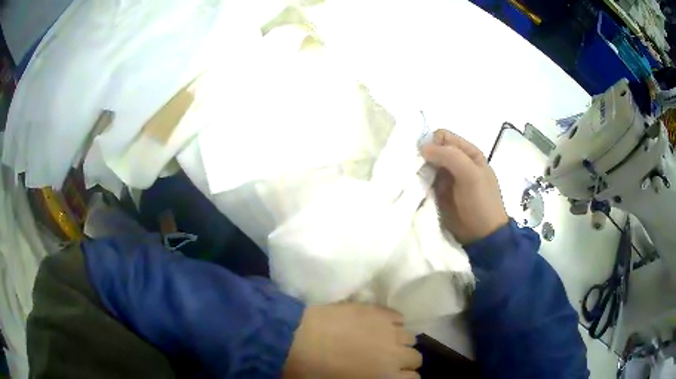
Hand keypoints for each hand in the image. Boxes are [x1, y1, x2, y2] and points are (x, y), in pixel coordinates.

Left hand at [283, 303, 421, 378]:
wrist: (297, 339)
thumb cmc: (318, 371)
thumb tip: (383, 375)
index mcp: (388, 377)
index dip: (404, 377)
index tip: (395, 376)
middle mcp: (396, 355)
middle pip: (415, 358)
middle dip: (404, 361)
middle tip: (388, 360)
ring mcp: (390, 331)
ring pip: (410, 337)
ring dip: (400, 341)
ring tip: (385, 341)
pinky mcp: (379, 311)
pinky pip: (399, 316)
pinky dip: (394, 322)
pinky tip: (381, 325)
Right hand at [422, 129, 508, 244]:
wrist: (482, 235)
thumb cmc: (481, 202)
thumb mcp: (471, 175)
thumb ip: (450, 156)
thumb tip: (422, 147)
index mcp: (468, 152)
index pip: (442, 136)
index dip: (432, 143)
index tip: (425, 158)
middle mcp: (456, 162)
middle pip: (432, 150)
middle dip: (422, 157)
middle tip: (416, 170)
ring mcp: (446, 178)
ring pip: (426, 166)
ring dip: (418, 171)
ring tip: (413, 180)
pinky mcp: (438, 193)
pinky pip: (424, 182)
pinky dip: (417, 183)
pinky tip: (413, 189)